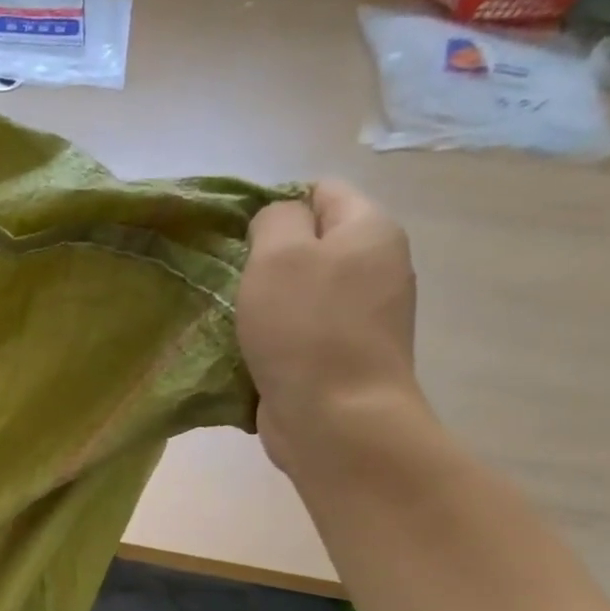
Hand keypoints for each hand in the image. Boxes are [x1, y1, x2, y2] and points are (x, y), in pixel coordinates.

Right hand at [236, 180, 421, 474]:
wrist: (336, 419)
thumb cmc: (305, 329)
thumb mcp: (278, 256)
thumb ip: (274, 219)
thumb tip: (278, 221)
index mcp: (370, 230)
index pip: (321, 191)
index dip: (276, 205)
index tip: (236, 238)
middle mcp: (377, 267)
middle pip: (313, 244)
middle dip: (269, 258)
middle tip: (232, 281)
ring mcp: (364, 317)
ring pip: (304, 292)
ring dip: (268, 303)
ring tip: (235, 319)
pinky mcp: (344, 358)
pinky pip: (303, 332)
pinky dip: (276, 338)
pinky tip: (251, 353)